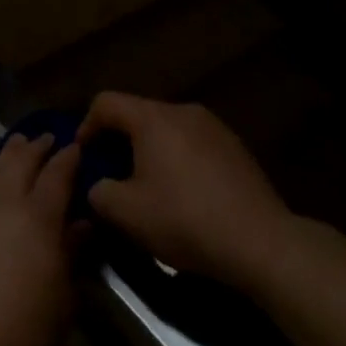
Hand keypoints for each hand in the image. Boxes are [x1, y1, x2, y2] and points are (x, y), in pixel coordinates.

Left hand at [0, 133, 81, 345]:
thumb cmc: (23, 337)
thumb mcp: (62, 300)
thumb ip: (71, 254)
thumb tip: (82, 223)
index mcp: (38, 217)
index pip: (57, 174)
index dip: (69, 158)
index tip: (77, 146)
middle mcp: (4, 201)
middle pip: (21, 160)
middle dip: (37, 147)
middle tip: (48, 138)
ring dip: (9, 153)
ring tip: (18, 145)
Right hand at [80, 93, 295, 287]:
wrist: (262, 242)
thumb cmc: (186, 220)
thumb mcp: (127, 214)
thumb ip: (99, 193)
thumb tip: (97, 186)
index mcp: (152, 118)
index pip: (106, 103)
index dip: (86, 126)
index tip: (83, 156)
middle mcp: (182, 111)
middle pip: (138, 115)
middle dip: (119, 142)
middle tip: (113, 175)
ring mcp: (213, 127)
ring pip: (167, 130)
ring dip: (150, 152)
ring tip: (149, 187)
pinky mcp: (236, 148)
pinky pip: (193, 144)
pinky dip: (178, 160)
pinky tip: (185, 196)